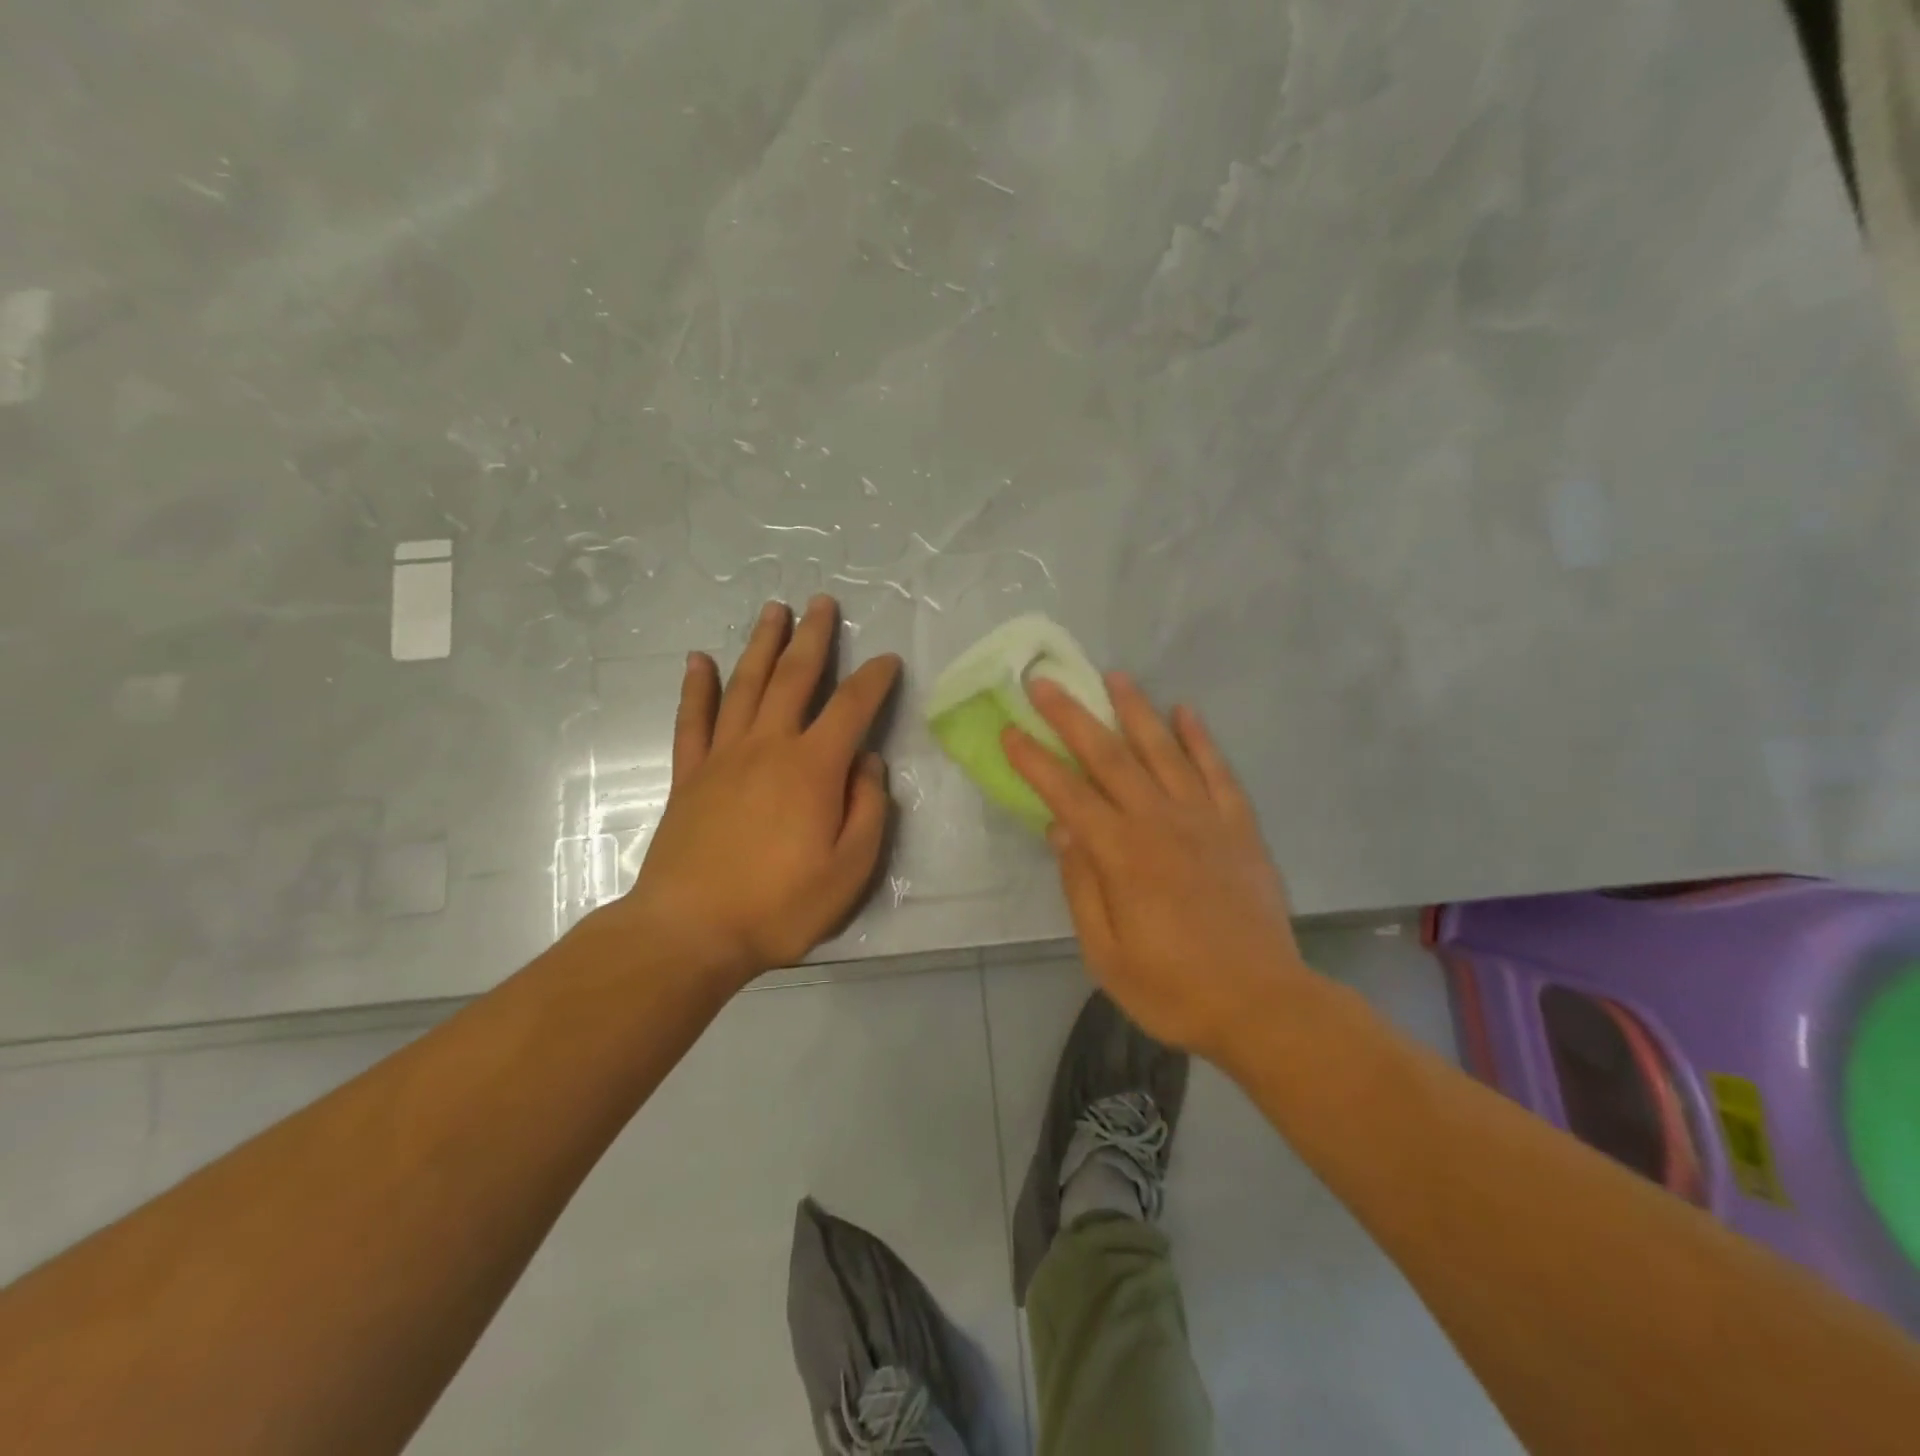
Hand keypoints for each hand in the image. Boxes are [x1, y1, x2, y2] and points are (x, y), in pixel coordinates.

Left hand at [612, 596, 900, 988]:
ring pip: (745, 685)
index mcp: (814, 768)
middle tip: (822, 603)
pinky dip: (696, 688)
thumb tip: (868, 763)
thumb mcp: (850, 870)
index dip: (874, 679)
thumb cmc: (780, 905)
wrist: (691, 932)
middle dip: (813, 637)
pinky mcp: (689, 776)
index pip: (852, 707)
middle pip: (794, 677)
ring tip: (773, 611)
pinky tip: (698, 660)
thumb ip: (868, 810)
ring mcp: (723, 757)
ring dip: (762, 645)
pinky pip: (693, 720)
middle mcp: (768, 746)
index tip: (888, 660)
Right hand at [1003, 674, 1312, 1060]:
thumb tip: (1060, 830)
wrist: (1262, 1005)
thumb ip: (1081, 887)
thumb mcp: (1106, 955)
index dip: (1035, 761)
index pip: (1067, 795)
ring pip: (1164, 751)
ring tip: (1114, 676)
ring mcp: (1205, 819)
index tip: (1010, 730)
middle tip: (1046, 682)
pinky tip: (1185, 711)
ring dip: (1136, 710)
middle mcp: (1160, 822)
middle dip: (1073, 716)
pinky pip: (1218, 771)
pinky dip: (1201, 738)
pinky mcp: (1240, 826)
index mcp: (1122, 855)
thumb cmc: (1173, 989)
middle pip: (1109, 757)